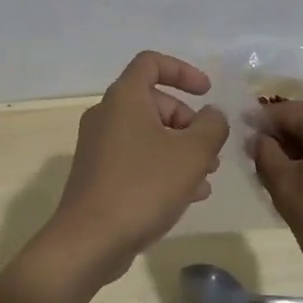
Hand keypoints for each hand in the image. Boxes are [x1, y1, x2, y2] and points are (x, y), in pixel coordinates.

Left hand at [45, 51, 230, 284]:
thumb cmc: (143, 186)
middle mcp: (107, 114)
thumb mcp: (192, 154)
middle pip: (155, 102)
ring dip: (180, 149)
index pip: (151, 62)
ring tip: (206, 178)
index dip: (183, 71)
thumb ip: (211, 126)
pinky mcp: (98, 174)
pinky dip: (162, 167)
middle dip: (188, 123)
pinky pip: (136, 158)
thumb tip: (212, 115)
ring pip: (148, 134)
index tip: (207, 92)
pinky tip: (187, 196)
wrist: (89, 241)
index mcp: (124, 97)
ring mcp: (99, 145)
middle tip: (210, 152)